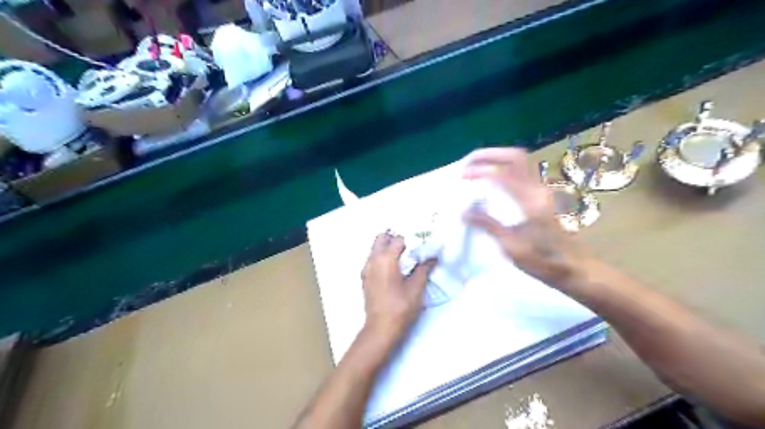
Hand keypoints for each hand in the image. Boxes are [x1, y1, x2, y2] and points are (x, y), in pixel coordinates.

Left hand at [362, 234, 432, 339]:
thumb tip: (432, 257)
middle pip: (381, 238)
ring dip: (386, 248)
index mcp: (386, 259)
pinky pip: (372, 260)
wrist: (381, 328)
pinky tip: (393, 269)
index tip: (419, 246)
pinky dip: (381, 258)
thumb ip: (424, 268)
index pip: (398, 239)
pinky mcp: (364, 278)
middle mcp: (372, 260)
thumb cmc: (401, 307)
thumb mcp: (416, 287)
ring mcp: (366, 269)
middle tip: (408, 246)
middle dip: (394, 238)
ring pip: (374, 249)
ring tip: (403, 257)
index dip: (410, 241)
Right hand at [460, 147, 589, 291]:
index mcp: (530, 201)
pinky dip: (501, 169)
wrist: (573, 267)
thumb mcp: (512, 247)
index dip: (481, 170)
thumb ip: (489, 225)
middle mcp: (537, 189)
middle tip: (466, 163)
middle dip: (488, 155)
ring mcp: (540, 191)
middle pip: (515, 157)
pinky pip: (519, 172)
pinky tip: (488, 180)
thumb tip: (463, 212)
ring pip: (518, 162)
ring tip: (474, 168)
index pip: (503, 174)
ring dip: (495, 159)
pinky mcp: (539, 196)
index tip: (462, 177)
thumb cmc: (543, 261)